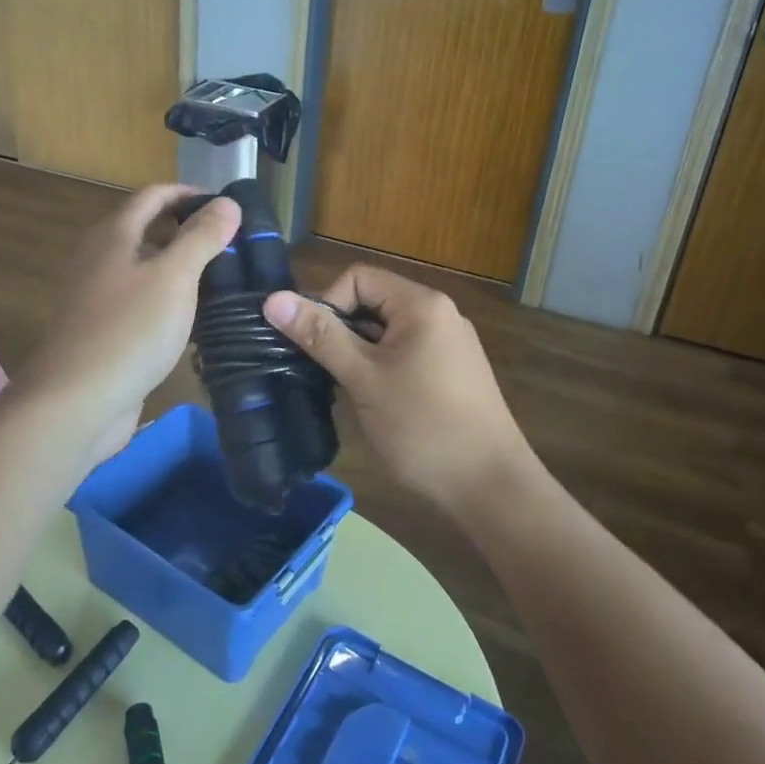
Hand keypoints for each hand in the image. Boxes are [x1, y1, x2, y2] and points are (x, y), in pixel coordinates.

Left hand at [24, 184, 239, 457]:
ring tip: (219, 276)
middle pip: (145, 229)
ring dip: (177, 265)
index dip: (189, 194)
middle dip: (186, 229)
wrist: (76, 402)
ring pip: (142, 267)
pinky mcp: (101, 330)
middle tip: (228, 242)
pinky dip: (165, 297)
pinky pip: (139, 300)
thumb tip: (228, 202)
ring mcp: (96, 296)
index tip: (226, 206)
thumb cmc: (129, 330)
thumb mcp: (174, 277)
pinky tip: (190, 316)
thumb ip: (202, 237)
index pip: (153, 195)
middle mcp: (99, 258)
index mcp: (113, 235)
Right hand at [264, 265, 534, 516]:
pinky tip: (374, 402)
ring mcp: (450, 344)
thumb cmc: (422, 426)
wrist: (490, 486)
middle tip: (324, 371)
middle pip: (374, 302)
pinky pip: (407, 352)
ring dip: (360, 352)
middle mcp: (440, 314)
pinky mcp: (453, 372)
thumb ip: (320, 336)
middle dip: (342, 330)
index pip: (358, 278)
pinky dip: (382, 367)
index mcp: (421, 304)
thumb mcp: (363, 378)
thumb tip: (274, 299)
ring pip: (388, 331)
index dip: (328, 303)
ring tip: (345, 390)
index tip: (315, 347)